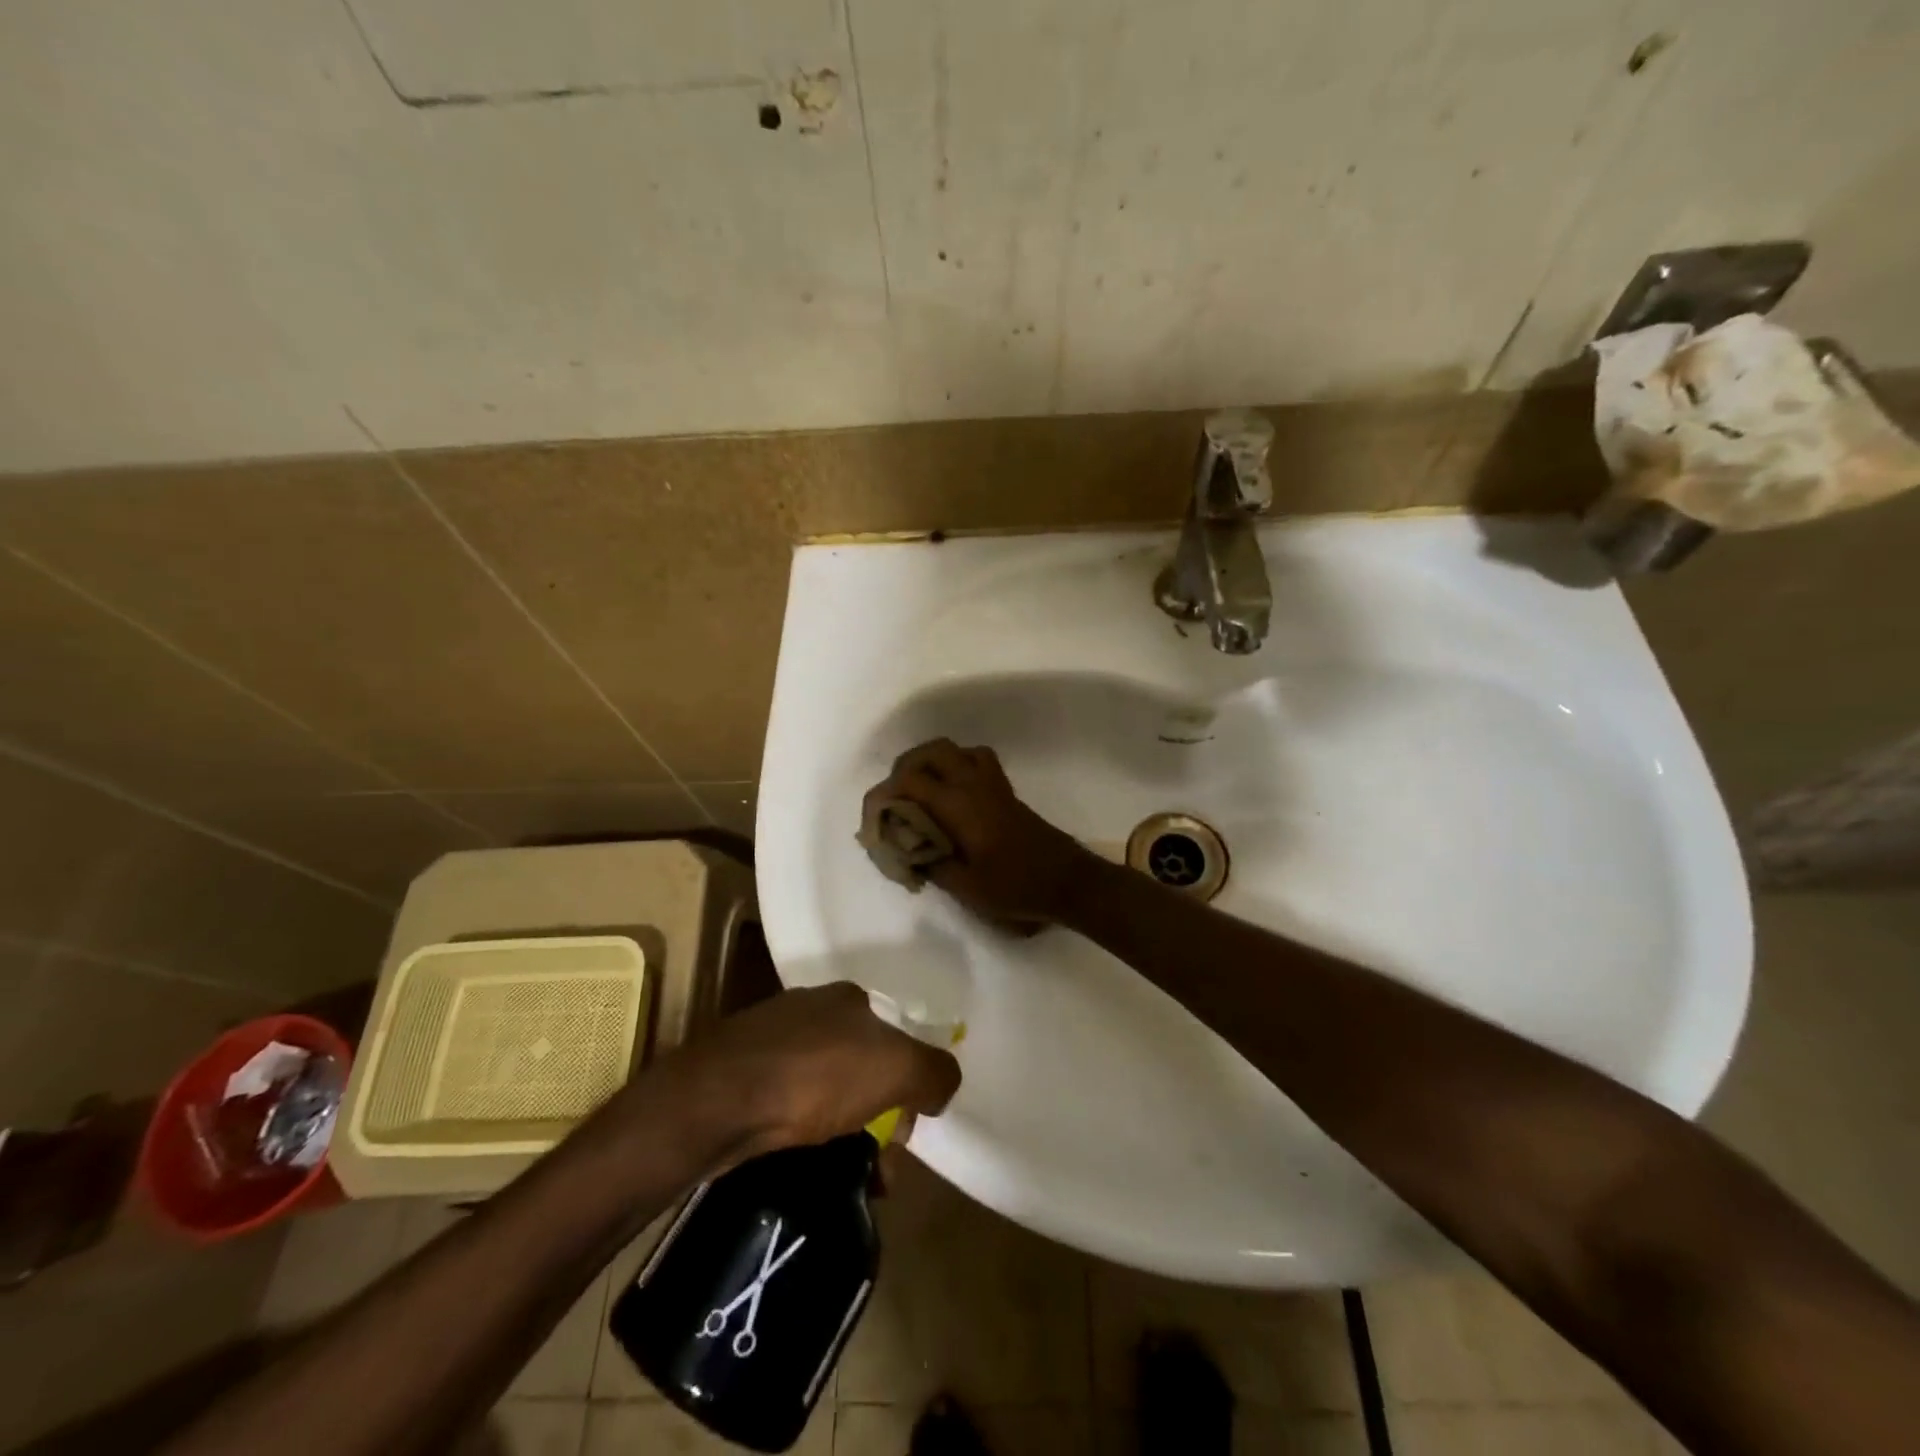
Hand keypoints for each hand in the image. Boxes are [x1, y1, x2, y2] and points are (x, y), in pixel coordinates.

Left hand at [662, 983, 960, 1156]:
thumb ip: (935, 1072)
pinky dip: (802, 1134)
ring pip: (823, 1090)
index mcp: (849, 998)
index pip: (894, 1040)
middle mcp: (811, 1009)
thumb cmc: (816, 1075)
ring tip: (844, 1178)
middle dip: (876, 1117)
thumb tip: (942, 1085)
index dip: (905, 1087)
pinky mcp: (738, 1074)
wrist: (718, 1100)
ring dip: (842, 1133)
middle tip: (876, 1168)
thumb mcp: (898, 1069)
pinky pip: (787, 1106)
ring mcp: (769, 1040)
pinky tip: (801, 1162)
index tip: (900, 1134)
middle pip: (860, 1067)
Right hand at [864, 739, 1098, 928]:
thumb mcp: (964, 886)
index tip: (874, 822)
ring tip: (920, 793)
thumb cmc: (1015, 886)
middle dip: (905, 767)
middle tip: (895, 799)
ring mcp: (994, 785)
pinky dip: (957, 768)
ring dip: (933, 763)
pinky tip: (953, 798)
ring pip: (957, 751)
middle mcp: (974, 784)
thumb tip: (907, 852)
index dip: (883, 796)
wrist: (1069, 881)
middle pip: (933, 751)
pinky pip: (976, 762)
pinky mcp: (1007, 793)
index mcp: (958, 804)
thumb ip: (930, 864)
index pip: (908, 781)